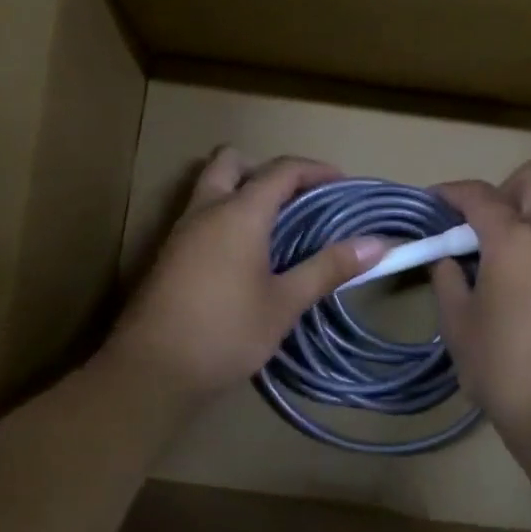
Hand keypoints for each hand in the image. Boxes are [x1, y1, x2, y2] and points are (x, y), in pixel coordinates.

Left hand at [104, 148, 387, 407]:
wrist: (153, 370)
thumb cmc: (226, 333)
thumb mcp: (284, 303)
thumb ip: (327, 268)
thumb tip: (377, 244)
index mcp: (239, 213)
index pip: (282, 170)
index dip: (316, 170)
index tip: (342, 185)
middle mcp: (206, 210)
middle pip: (232, 161)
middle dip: (267, 171)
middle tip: (297, 201)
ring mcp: (181, 231)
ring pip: (211, 187)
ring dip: (242, 192)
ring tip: (276, 229)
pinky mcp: (168, 255)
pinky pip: (201, 215)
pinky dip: (226, 217)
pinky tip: (245, 257)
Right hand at [431, 162, 530, 449]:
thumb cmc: (503, 369)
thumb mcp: (458, 325)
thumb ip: (448, 280)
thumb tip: (446, 258)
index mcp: (516, 240)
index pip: (479, 195)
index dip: (451, 193)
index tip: (432, 203)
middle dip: (501, 189)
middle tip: (476, 225)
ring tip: (507, 242)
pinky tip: (529, 267)